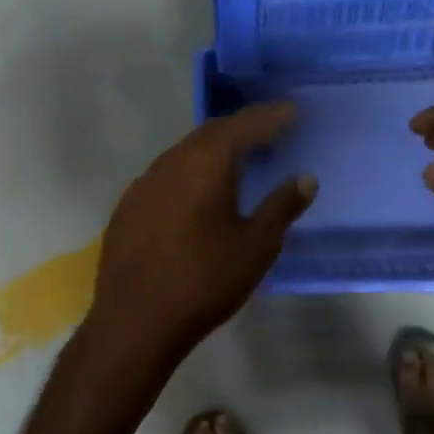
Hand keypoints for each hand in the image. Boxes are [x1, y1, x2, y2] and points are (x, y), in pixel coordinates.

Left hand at [87, 103, 315, 370]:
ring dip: (214, 151)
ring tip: (238, 162)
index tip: (293, 111)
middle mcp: (171, 162)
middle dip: (243, 129)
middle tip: (270, 134)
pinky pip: (166, 175)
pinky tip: (198, 195)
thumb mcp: (256, 247)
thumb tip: (305, 178)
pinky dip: (190, 173)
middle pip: (212, 132)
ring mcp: (144, 183)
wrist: (135, 321)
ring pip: (185, 153)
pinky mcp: (128, 206)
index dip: (271, 116)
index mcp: (206, 163)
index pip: (244, 125)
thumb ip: (281, 207)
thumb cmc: (204, 281)